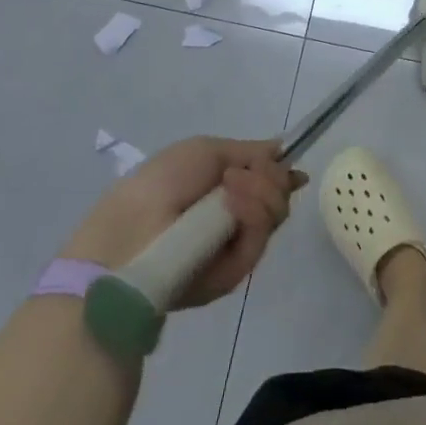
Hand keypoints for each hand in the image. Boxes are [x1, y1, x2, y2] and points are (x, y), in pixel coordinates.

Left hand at [63, 137, 307, 309]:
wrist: (133, 231)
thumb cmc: (162, 182)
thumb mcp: (205, 151)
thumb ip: (248, 151)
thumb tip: (282, 150)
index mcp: (221, 189)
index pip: (266, 181)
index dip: (281, 173)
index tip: (292, 168)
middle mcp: (232, 217)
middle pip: (277, 196)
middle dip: (271, 178)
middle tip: (246, 174)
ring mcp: (234, 246)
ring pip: (274, 214)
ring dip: (261, 192)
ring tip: (232, 189)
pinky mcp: (233, 274)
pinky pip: (260, 239)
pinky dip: (253, 216)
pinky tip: (233, 207)